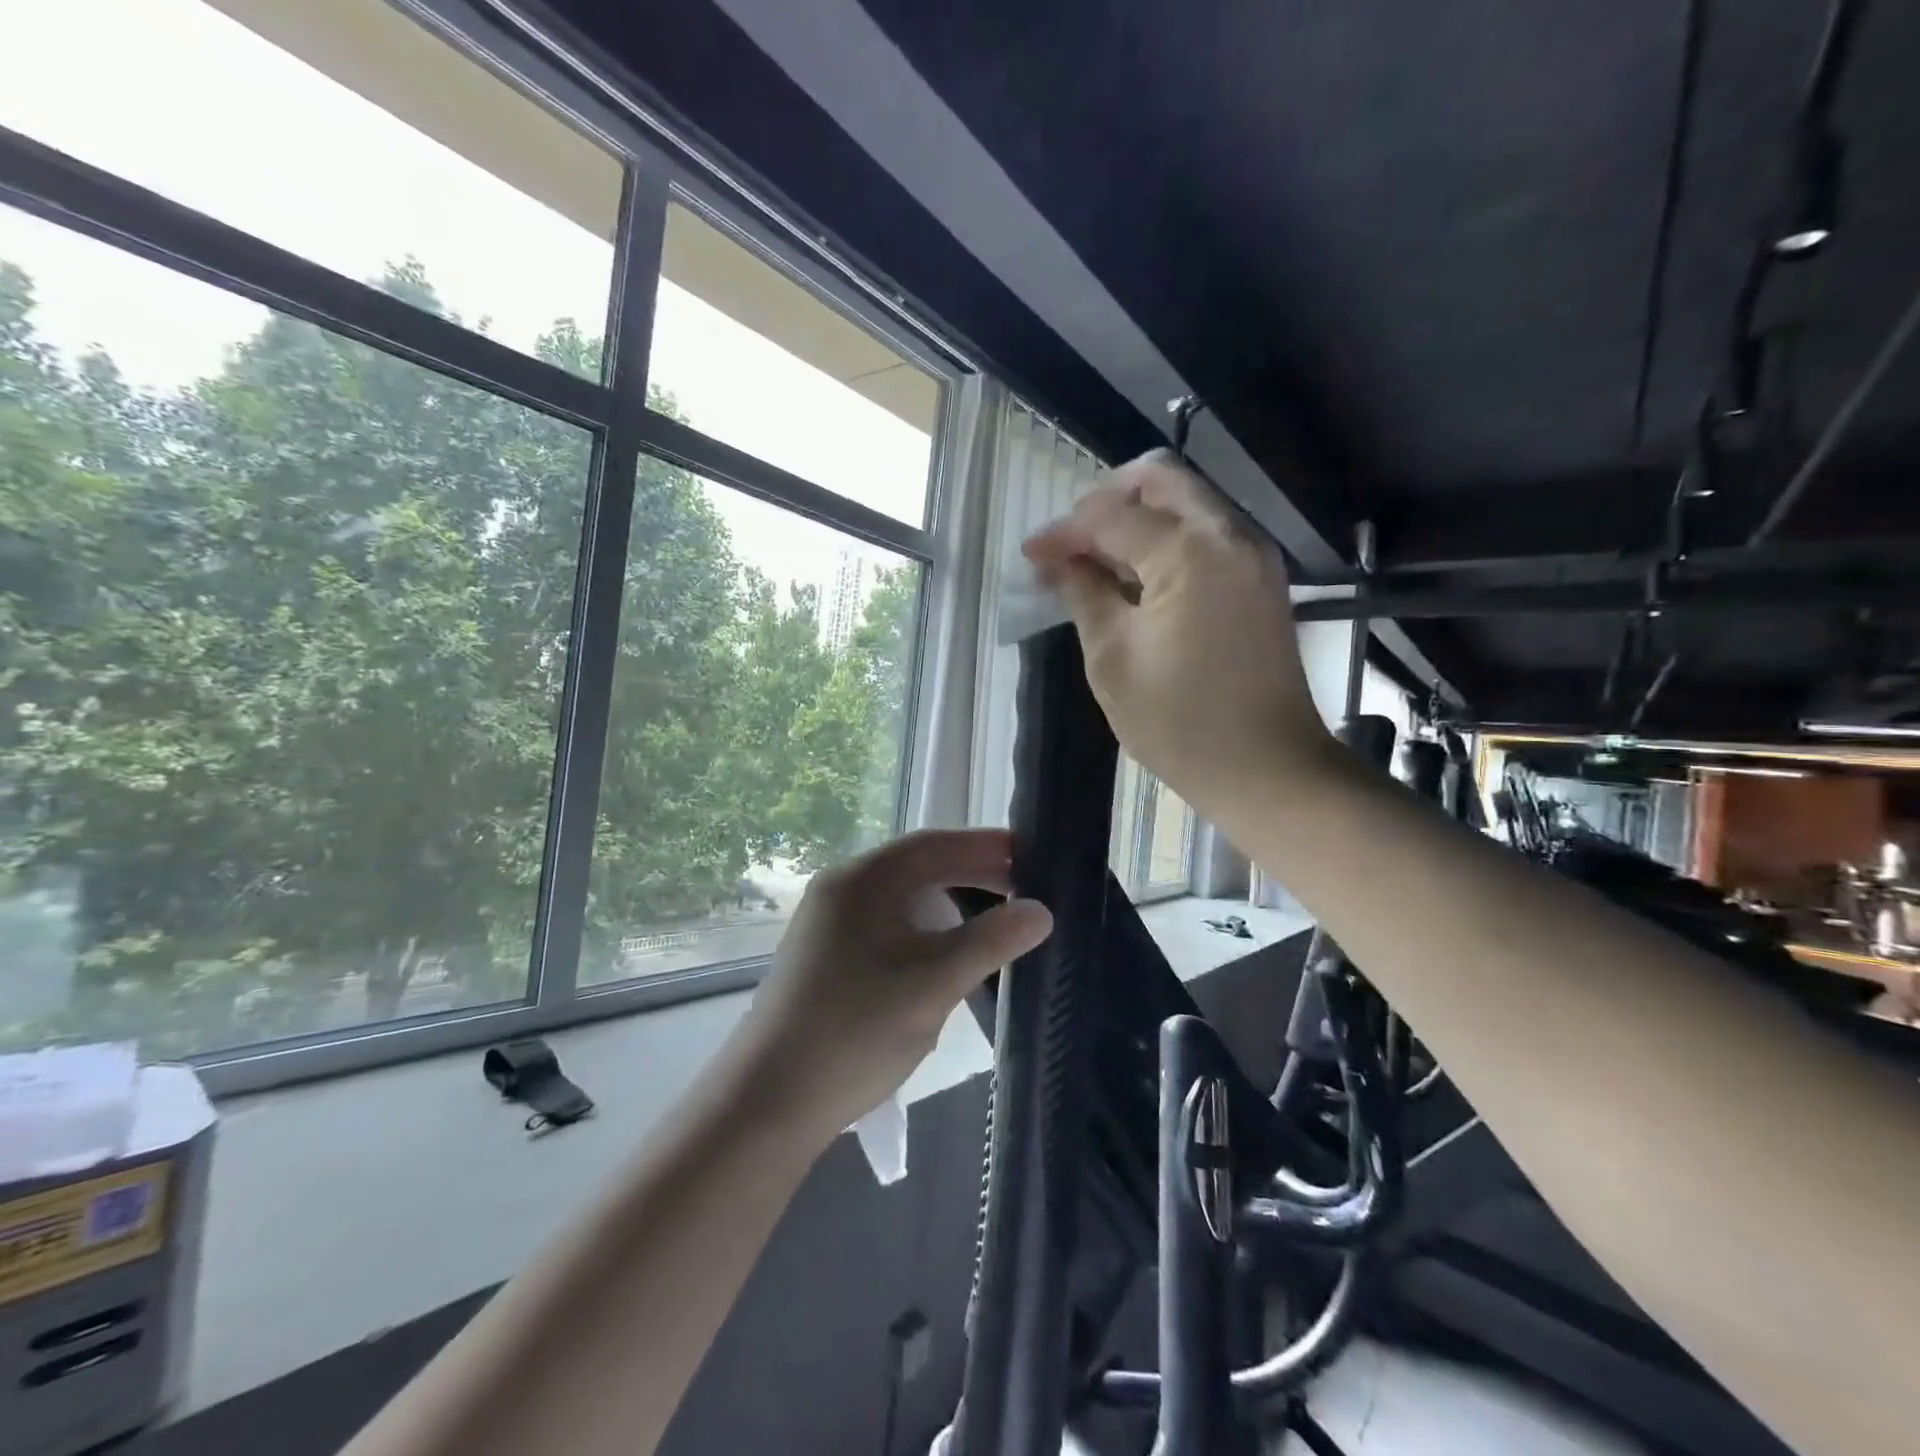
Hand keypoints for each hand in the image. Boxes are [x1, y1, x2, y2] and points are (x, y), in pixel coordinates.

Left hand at [736, 830, 1051, 1134]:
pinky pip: (887, 925)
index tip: (1031, 855)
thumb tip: (1040, 911)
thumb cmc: (855, 1031)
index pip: (933, 844)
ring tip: (992, 918)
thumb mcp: (933, 983)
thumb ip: (990, 941)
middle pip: (917, 867)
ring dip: (948, 902)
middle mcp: (841, 889)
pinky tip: (946, 953)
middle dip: (970, 872)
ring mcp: (829, 924)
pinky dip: (925, 928)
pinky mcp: (827, 956)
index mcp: (862, 880)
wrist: (768, 1101)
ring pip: (902, 898)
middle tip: (1022, 888)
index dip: (984, 845)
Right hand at [1022, 449, 1332, 821]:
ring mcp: (1253, 556)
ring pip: (1188, 503)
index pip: (1113, 515)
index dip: (1065, 531)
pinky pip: (1207, 535)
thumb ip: (1083, 594)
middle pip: (1161, 481)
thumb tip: (1054, 559)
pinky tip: (1136, 579)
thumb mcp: (1113, 658)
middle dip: (1106, 500)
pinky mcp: (1261, 581)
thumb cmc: (1179, 722)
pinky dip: (1166, 542)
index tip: (1032, 555)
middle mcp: (1229, 536)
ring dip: (1138, 519)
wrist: (1267, 769)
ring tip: (1095, 563)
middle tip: (1070, 543)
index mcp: (1189, 552)